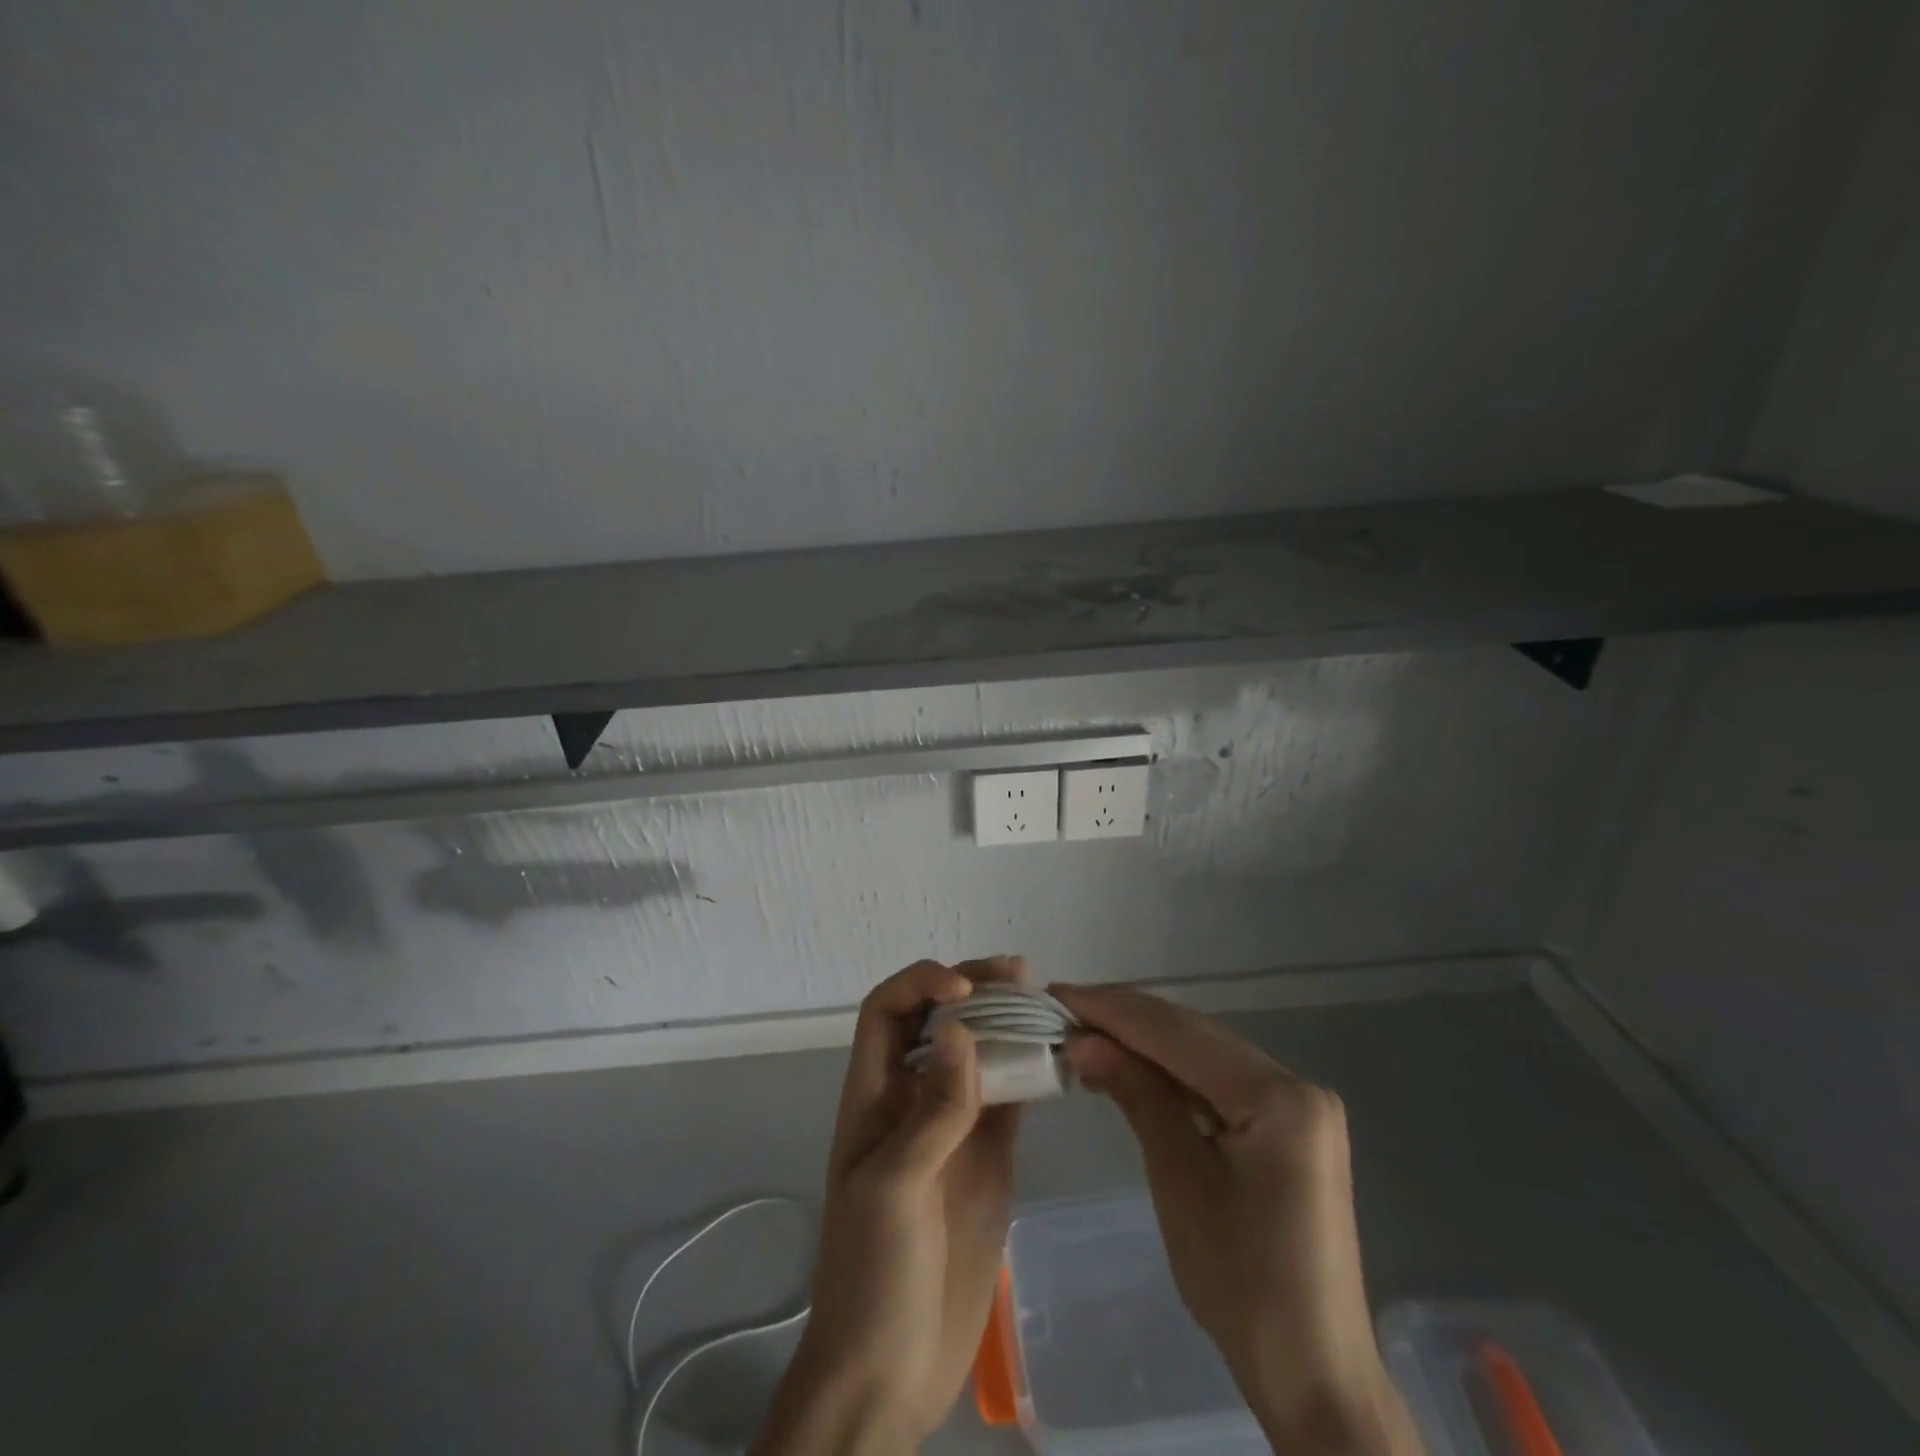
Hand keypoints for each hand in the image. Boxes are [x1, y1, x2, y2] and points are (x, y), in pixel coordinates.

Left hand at [754, 959, 1022, 1454]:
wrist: (891, 1372)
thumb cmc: (872, 1274)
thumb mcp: (894, 1188)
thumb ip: (933, 1111)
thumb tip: (962, 1030)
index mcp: (874, 1095)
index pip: (887, 1011)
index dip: (920, 985)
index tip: (965, 993)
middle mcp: (913, 1097)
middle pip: (937, 1020)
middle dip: (972, 988)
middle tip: (1021, 974)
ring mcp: (954, 1125)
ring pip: (979, 1052)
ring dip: (1006, 1022)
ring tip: (1045, 1003)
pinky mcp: (989, 1157)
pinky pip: (1010, 1098)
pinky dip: (1031, 1071)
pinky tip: (1056, 1057)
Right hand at [1054, 984, 1420, 1455]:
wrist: (1314, 1373)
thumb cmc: (1241, 1284)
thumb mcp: (1178, 1180)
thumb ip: (1137, 1094)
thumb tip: (1082, 1039)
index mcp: (1278, 1097)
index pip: (1178, 1034)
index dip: (1112, 1009)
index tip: (1056, 995)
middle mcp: (1295, 1083)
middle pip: (1193, 1034)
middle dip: (1125, 1018)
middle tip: (1061, 1008)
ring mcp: (1297, 1102)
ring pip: (1204, 1051)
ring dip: (1144, 1040)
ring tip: (1083, 1030)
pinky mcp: (1289, 1122)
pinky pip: (1218, 1078)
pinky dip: (1170, 1070)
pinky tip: (1130, 1065)